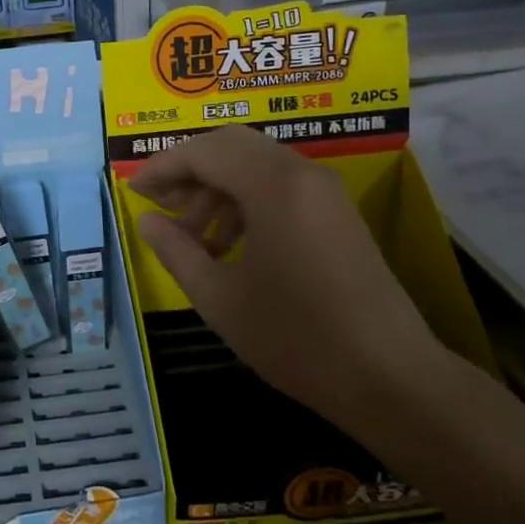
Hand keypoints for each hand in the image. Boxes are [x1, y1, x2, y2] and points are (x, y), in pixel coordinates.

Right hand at [131, 127, 437, 419]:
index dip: (162, 166)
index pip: (204, 151)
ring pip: (257, 165)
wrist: (390, 378)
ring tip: (194, 236)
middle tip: (161, 206)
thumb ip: (176, 251)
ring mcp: (325, 191)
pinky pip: (281, 186)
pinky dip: (247, 201)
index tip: (134, 191)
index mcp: (273, 185)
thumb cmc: (296, 337)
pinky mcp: (338, 213)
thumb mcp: (220, 298)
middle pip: (231, 146)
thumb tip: (148, 220)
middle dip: (190, 170)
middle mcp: (302, 173)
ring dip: (218, 188)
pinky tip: (230, 245)